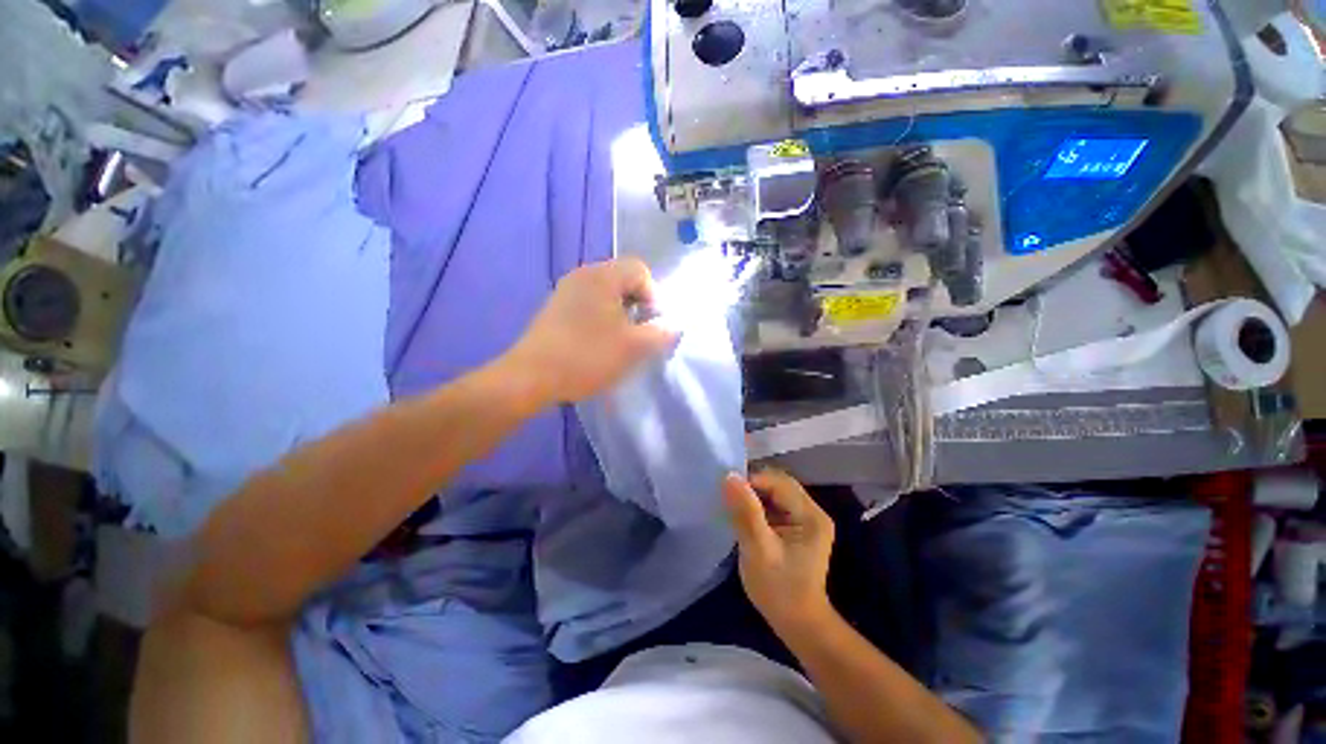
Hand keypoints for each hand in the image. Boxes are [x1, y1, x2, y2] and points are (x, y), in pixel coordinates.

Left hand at [504, 258, 677, 404]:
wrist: (532, 376)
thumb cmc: (588, 356)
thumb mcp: (634, 347)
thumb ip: (661, 333)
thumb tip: (673, 326)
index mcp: (603, 276)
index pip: (640, 270)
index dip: (654, 296)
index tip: (652, 324)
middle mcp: (583, 274)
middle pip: (623, 280)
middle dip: (638, 305)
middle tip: (639, 333)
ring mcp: (565, 290)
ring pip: (606, 294)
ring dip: (620, 314)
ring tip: (621, 341)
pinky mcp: (555, 308)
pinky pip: (588, 304)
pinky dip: (601, 318)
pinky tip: (598, 343)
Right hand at [723, 469, 835, 634]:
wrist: (797, 625)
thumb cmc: (778, 590)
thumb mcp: (758, 549)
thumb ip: (745, 512)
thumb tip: (730, 477)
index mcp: (810, 516)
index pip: (778, 482)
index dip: (752, 480)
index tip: (726, 488)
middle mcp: (813, 512)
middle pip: (779, 484)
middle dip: (752, 486)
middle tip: (727, 494)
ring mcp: (806, 520)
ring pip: (775, 494)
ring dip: (754, 496)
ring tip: (732, 503)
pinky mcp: (798, 528)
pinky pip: (775, 506)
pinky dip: (758, 506)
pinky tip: (743, 515)